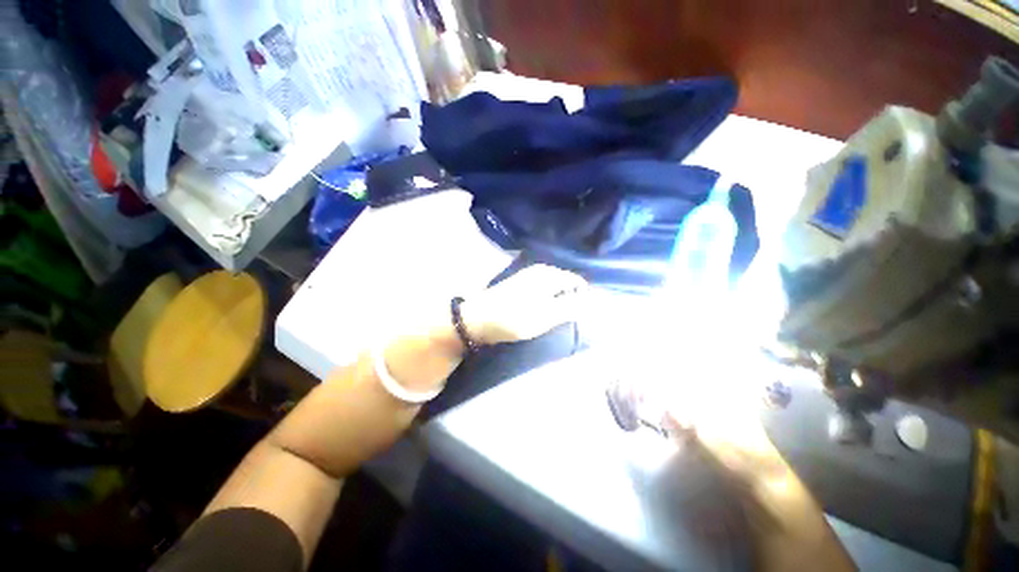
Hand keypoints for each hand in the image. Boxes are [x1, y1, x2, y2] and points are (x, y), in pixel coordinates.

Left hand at [460, 264, 587, 344]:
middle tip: (565, 320)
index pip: (577, 281)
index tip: (579, 316)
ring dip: (557, 302)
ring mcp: (528, 276)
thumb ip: (570, 307)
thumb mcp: (546, 315)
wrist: (478, 319)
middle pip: (565, 283)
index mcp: (549, 274)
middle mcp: (540, 270)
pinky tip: (540, 313)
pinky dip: (546, 301)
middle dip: (570, 300)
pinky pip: (542, 291)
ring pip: (553, 288)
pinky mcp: (519, 284)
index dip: (582, 298)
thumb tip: (589, 301)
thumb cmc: (514, 318)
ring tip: (553, 319)